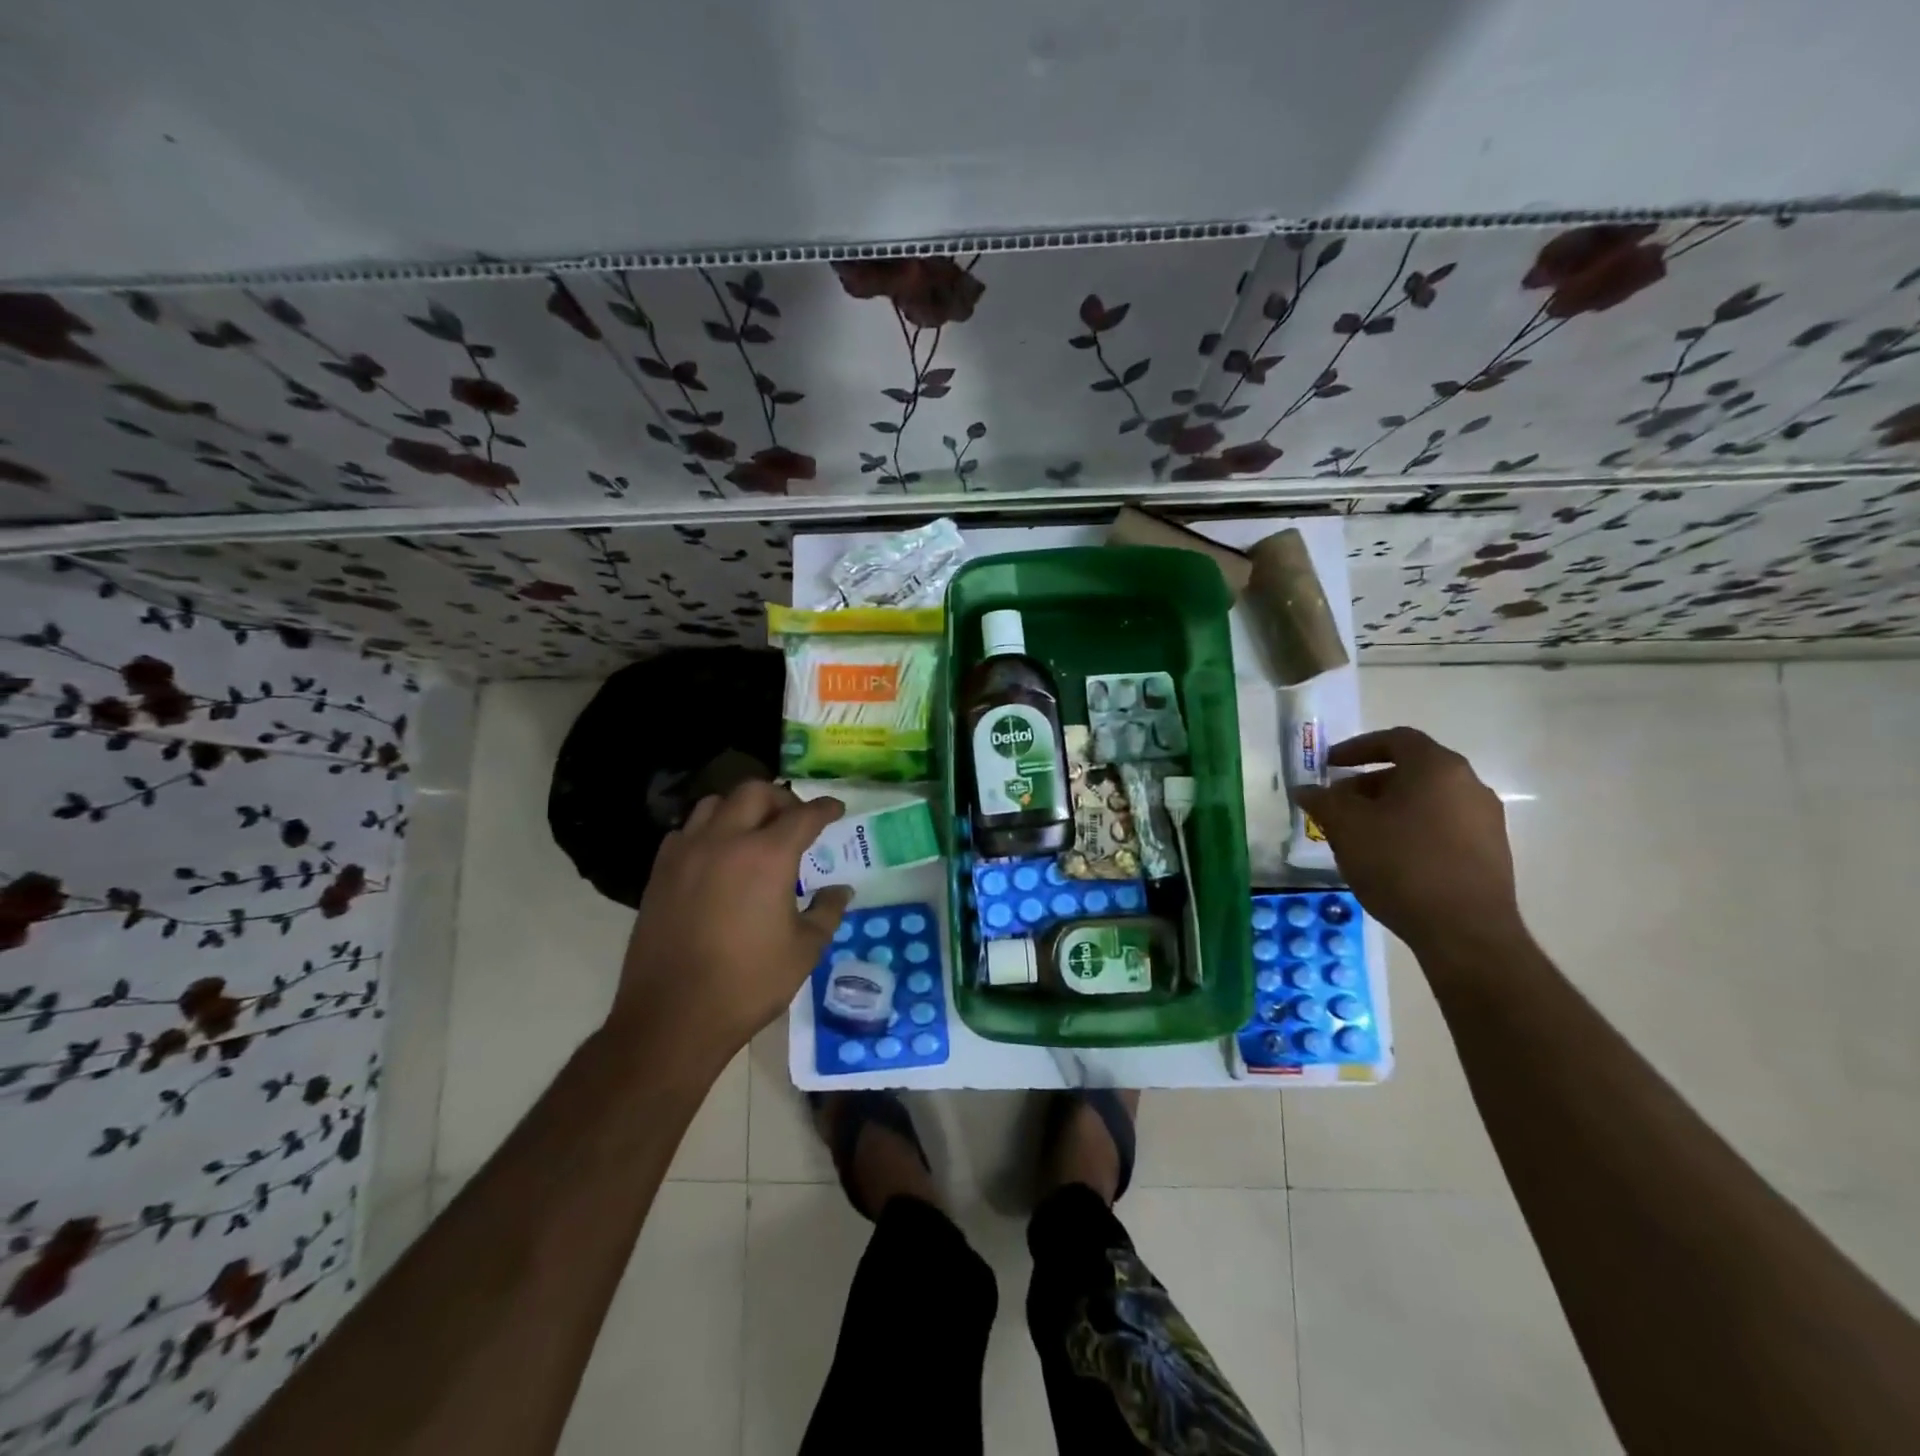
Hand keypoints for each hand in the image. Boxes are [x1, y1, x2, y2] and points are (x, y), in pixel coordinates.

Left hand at [609, 782, 853, 1060]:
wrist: (672, 1016)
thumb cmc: (748, 984)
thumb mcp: (804, 951)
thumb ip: (826, 912)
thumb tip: (840, 890)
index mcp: (767, 856)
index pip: (804, 815)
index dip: (825, 808)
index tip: (836, 808)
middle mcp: (725, 841)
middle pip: (755, 792)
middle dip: (781, 798)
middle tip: (795, 818)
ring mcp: (687, 853)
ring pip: (714, 804)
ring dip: (740, 808)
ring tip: (754, 831)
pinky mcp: (660, 872)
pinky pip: (686, 831)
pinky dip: (708, 831)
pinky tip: (717, 856)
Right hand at [1292, 727, 1522, 957]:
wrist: (1464, 931)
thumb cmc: (1400, 864)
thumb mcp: (1347, 828)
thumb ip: (1323, 801)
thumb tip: (1306, 789)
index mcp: (1437, 768)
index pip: (1395, 739)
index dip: (1357, 748)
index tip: (1329, 765)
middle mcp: (1469, 785)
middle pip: (1412, 771)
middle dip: (1369, 783)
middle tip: (1338, 805)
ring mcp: (1486, 820)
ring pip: (1427, 801)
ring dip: (1390, 809)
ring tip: (1359, 835)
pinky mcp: (1491, 853)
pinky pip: (1442, 827)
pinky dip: (1412, 830)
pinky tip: (1390, 859)